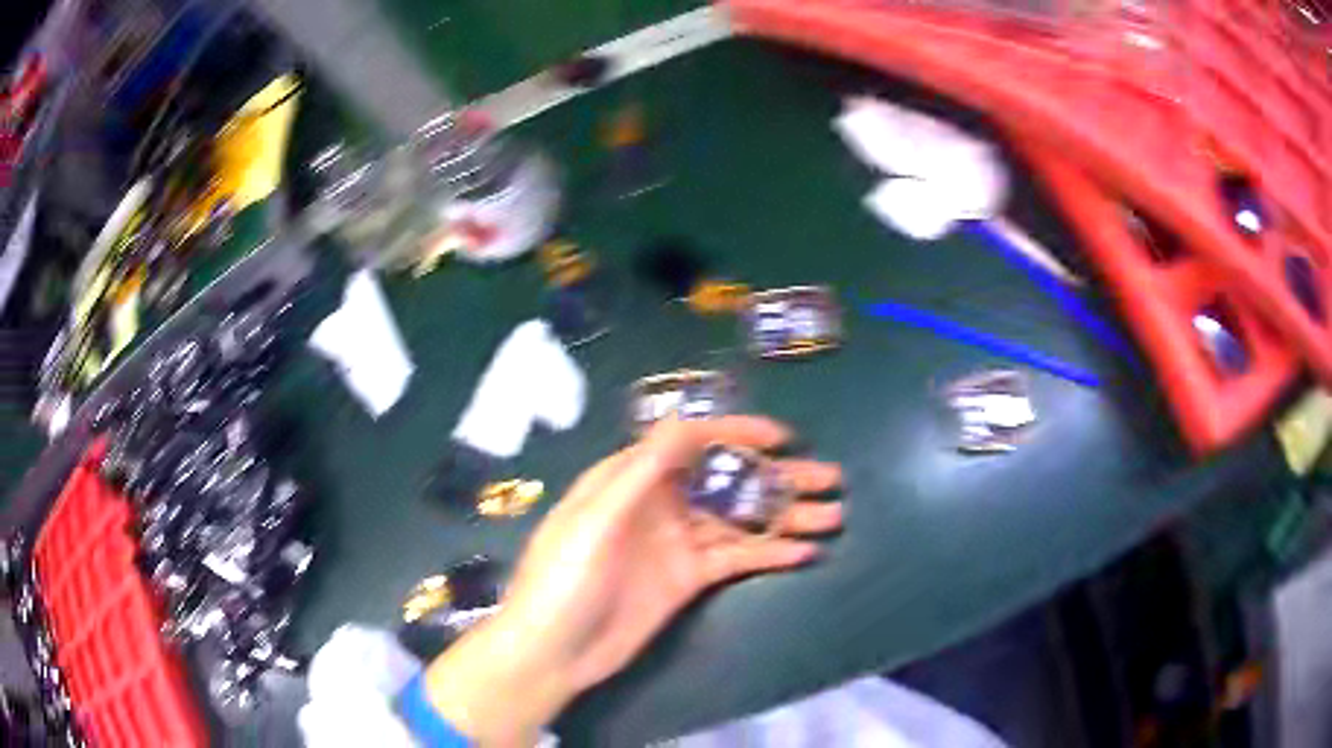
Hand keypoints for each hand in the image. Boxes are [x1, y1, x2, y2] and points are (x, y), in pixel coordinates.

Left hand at [424, 416, 843, 745]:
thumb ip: (638, 473)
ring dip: (786, 516)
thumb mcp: (592, 521)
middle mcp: (659, 503)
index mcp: (630, 479)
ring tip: (834, 515)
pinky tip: (806, 553)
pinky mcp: (689, 579)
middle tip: (831, 478)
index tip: (783, 439)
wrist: (552, 652)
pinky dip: (771, 554)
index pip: (691, 442)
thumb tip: (685, 425)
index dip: (737, 434)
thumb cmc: (562, 580)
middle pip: (726, 480)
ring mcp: (677, 543)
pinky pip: (737, 559)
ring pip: (740, 519)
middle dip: (778, 477)